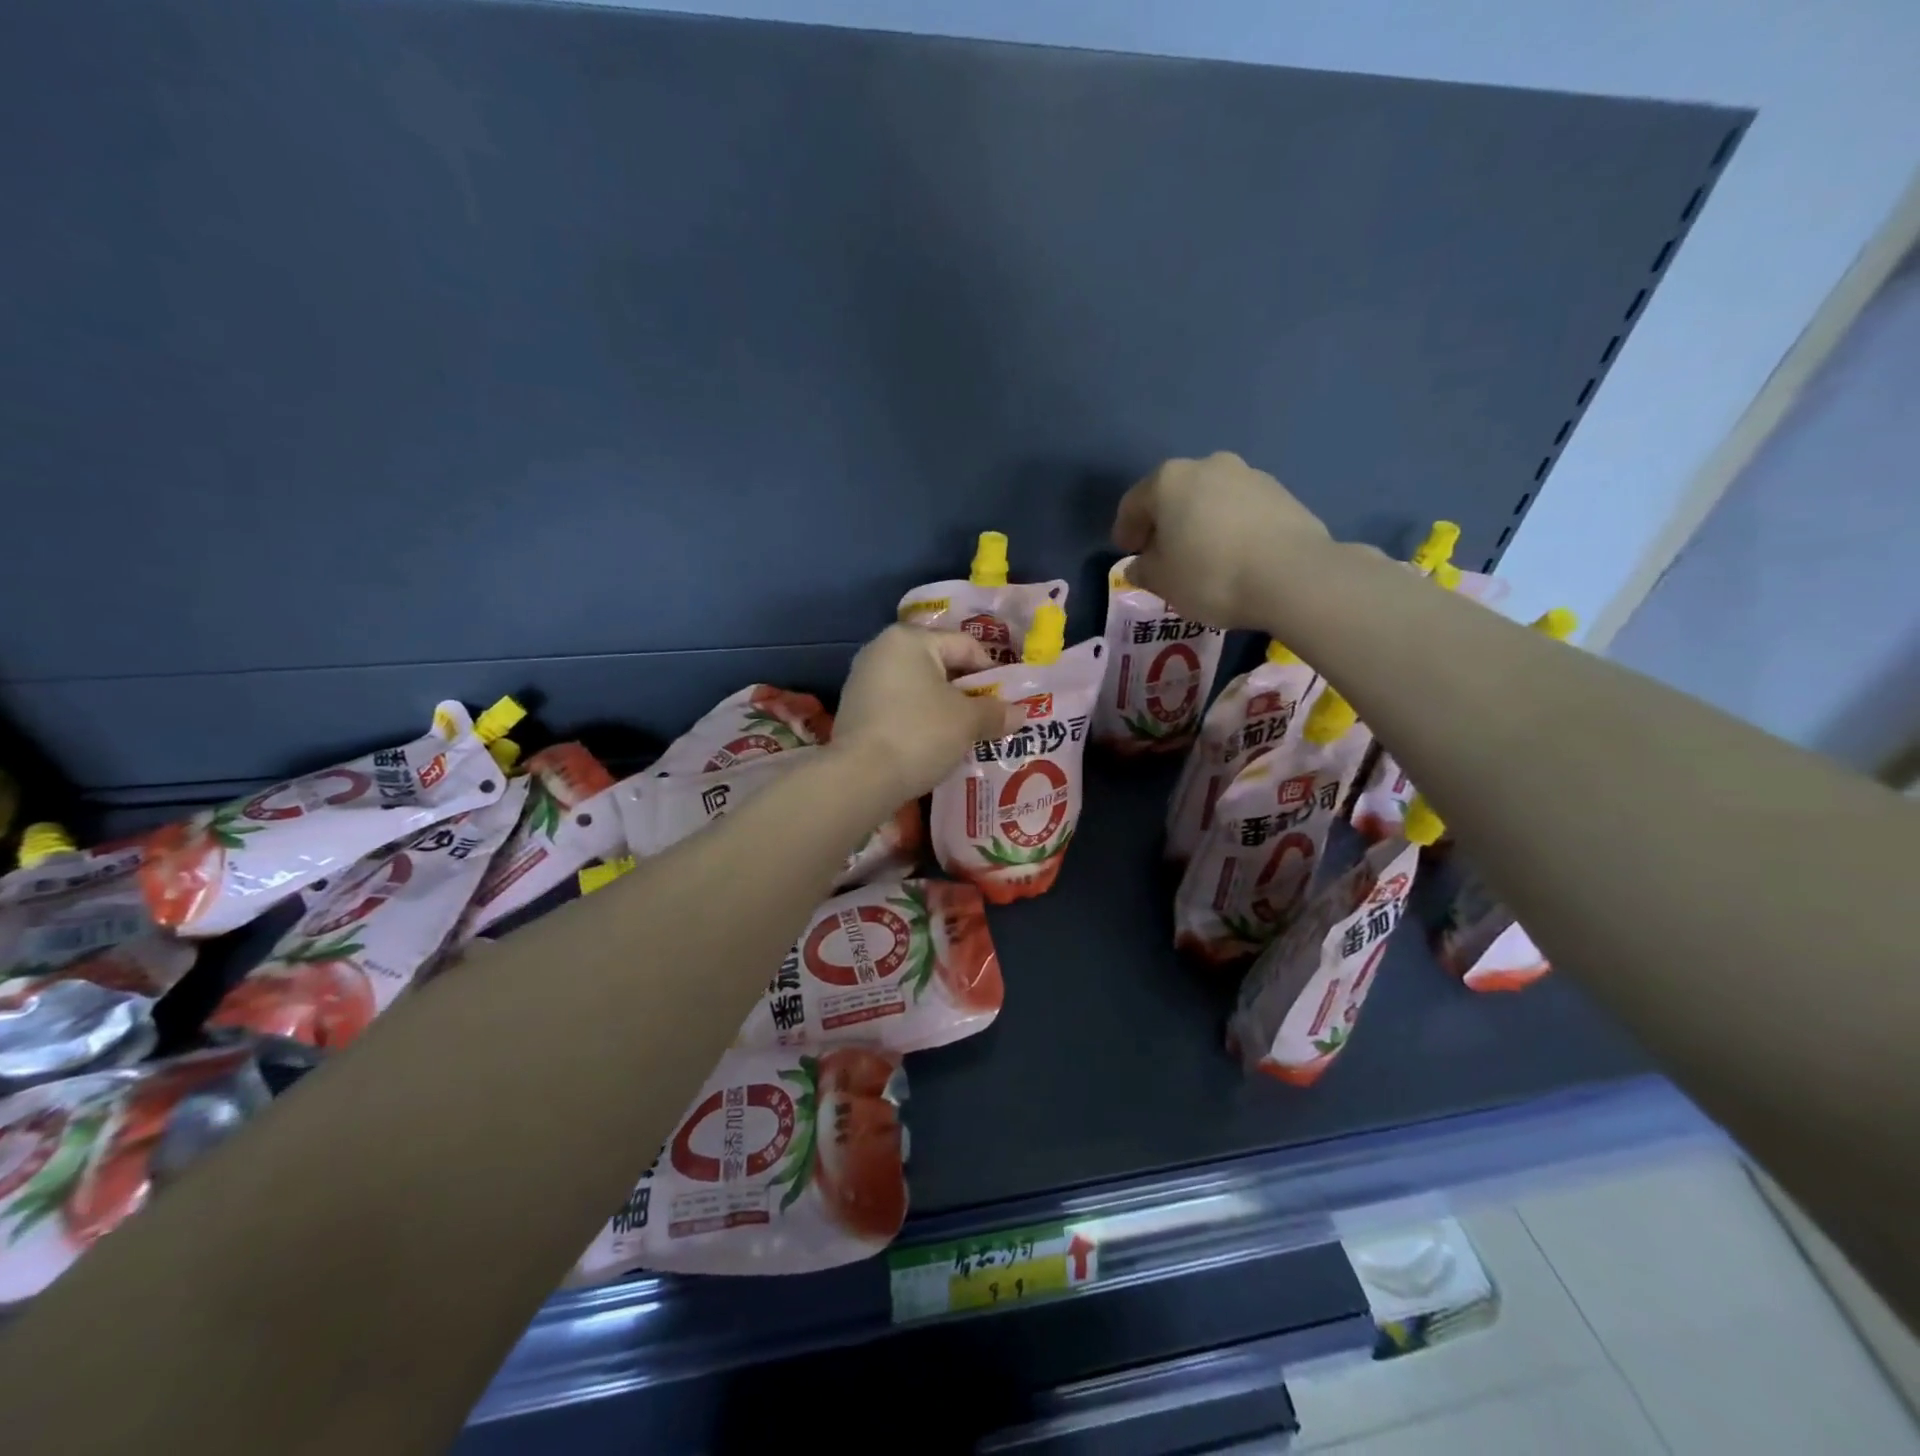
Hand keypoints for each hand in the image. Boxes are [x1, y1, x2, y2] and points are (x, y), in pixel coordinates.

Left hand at [831, 627, 1018, 800]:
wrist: (861, 778)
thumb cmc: (920, 733)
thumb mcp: (967, 722)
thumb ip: (995, 712)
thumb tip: (1020, 713)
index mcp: (909, 639)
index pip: (965, 646)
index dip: (993, 673)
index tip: (1007, 702)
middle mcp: (881, 650)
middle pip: (939, 666)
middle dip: (966, 693)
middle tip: (989, 720)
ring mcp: (862, 681)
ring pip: (918, 689)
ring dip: (943, 709)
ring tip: (964, 736)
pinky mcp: (854, 711)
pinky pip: (898, 708)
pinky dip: (918, 721)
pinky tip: (932, 745)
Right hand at [1113, 452, 1330, 629]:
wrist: (1292, 576)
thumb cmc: (1210, 575)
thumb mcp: (1162, 581)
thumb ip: (1142, 570)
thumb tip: (1137, 565)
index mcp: (1169, 481)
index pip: (1134, 503)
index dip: (1125, 530)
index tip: (1127, 554)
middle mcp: (1207, 465)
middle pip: (1174, 495)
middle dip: (1164, 523)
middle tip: (1161, 555)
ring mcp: (1249, 475)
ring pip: (1209, 499)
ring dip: (1198, 523)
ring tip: (1201, 557)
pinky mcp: (1281, 492)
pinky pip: (1240, 509)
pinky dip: (1229, 527)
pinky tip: (1233, 556)